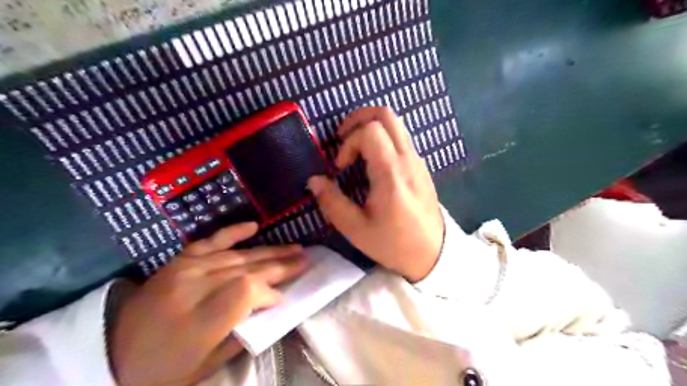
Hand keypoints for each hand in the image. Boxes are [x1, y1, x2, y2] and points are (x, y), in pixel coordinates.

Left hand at [110, 223, 308, 384]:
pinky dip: (234, 232)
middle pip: (247, 269)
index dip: (270, 292)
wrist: (112, 352)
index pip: (247, 291)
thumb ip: (243, 331)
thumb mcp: (207, 364)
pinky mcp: (179, 260)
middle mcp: (194, 287)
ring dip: (269, 252)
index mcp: (199, 319)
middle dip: (280, 265)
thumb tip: (272, 304)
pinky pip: (211, 240)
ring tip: (294, 248)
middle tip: (305, 259)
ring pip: (237, 256)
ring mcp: (185, 269)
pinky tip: (254, 225)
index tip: (282, 298)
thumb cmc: (164, 369)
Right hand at [308, 108, 445, 280]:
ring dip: (370, 127)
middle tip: (342, 139)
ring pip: (395, 123)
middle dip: (358, 119)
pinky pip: (401, 137)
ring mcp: (417, 160)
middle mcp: (407, 159)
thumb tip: (314, 181)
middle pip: (385, 114)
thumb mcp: (357, 229)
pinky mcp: (420, 166)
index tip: (340, 167)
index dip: (348, 143)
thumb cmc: (395, 244)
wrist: (433, 254)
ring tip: (355, 149)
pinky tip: (373, 161)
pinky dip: (383, 138)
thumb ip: (332, 202)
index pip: (369, 131)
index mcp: (391, 173)